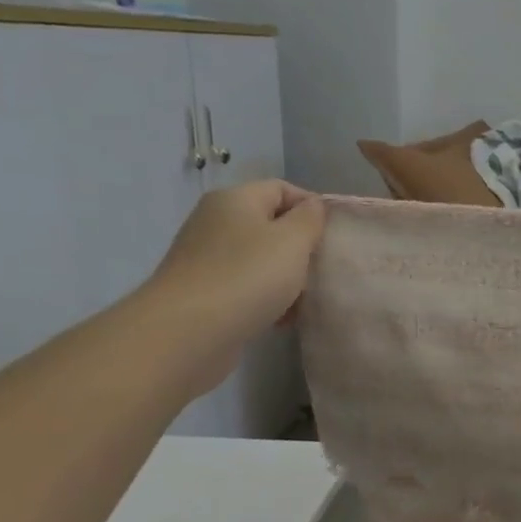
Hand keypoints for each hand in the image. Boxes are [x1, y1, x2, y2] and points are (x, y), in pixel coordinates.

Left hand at [140, 180, 326, 394]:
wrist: (186, 333)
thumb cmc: (247, 276)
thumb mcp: (293, 240)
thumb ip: (310, 218)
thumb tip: (312, 206)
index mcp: (234, 200)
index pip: (282, 188)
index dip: (312, 206)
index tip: (334, 234)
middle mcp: (215, 222)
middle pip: (271, 225)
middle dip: (301, 247)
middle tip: (321, 268)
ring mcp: (205, 258)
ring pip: (260, 258)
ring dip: (287, 277)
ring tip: (304, 299)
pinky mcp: (203, 291)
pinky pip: (246, 285)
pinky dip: (267, 297)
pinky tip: (282, 318)